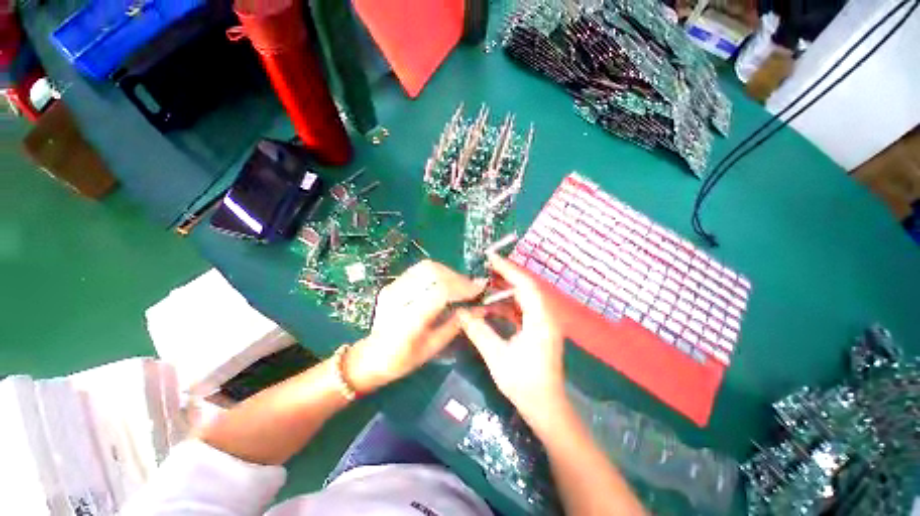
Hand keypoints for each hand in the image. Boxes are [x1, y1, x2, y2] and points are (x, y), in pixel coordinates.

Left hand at [345, 260, 484, 392]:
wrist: (371, 356)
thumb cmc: (403, 359)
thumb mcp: (434, 347)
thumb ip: (456, 324)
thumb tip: (479, 308)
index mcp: (409, 320)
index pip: (439, 291)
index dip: (462, 286)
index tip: (479, 288)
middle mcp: (398, 299)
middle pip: (432, 272)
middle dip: (457, 276)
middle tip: (471, 287)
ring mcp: (392, 288)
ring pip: (426, 267)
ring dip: (448, 272)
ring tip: (460, 284)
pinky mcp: (392, 284)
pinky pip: (419, 270)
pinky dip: (438, 272)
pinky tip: (445, 283)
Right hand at [458, 253, 567, 429]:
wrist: (546, 407)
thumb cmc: (524, 383)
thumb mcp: (497, 356)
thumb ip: (478, 331)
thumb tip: (460, 312)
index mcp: (540, 319)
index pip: (525, 284)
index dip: (508, 269)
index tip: (490, 258)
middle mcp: (545, 316)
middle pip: (525, 288)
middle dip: (504, 277)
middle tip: (483, 269)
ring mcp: (543, 322)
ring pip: (523, 298)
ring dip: (504, 291)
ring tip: (483, 285)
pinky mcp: (538, 329)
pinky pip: (522, 309)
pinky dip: (506, 305)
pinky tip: (491, 306)